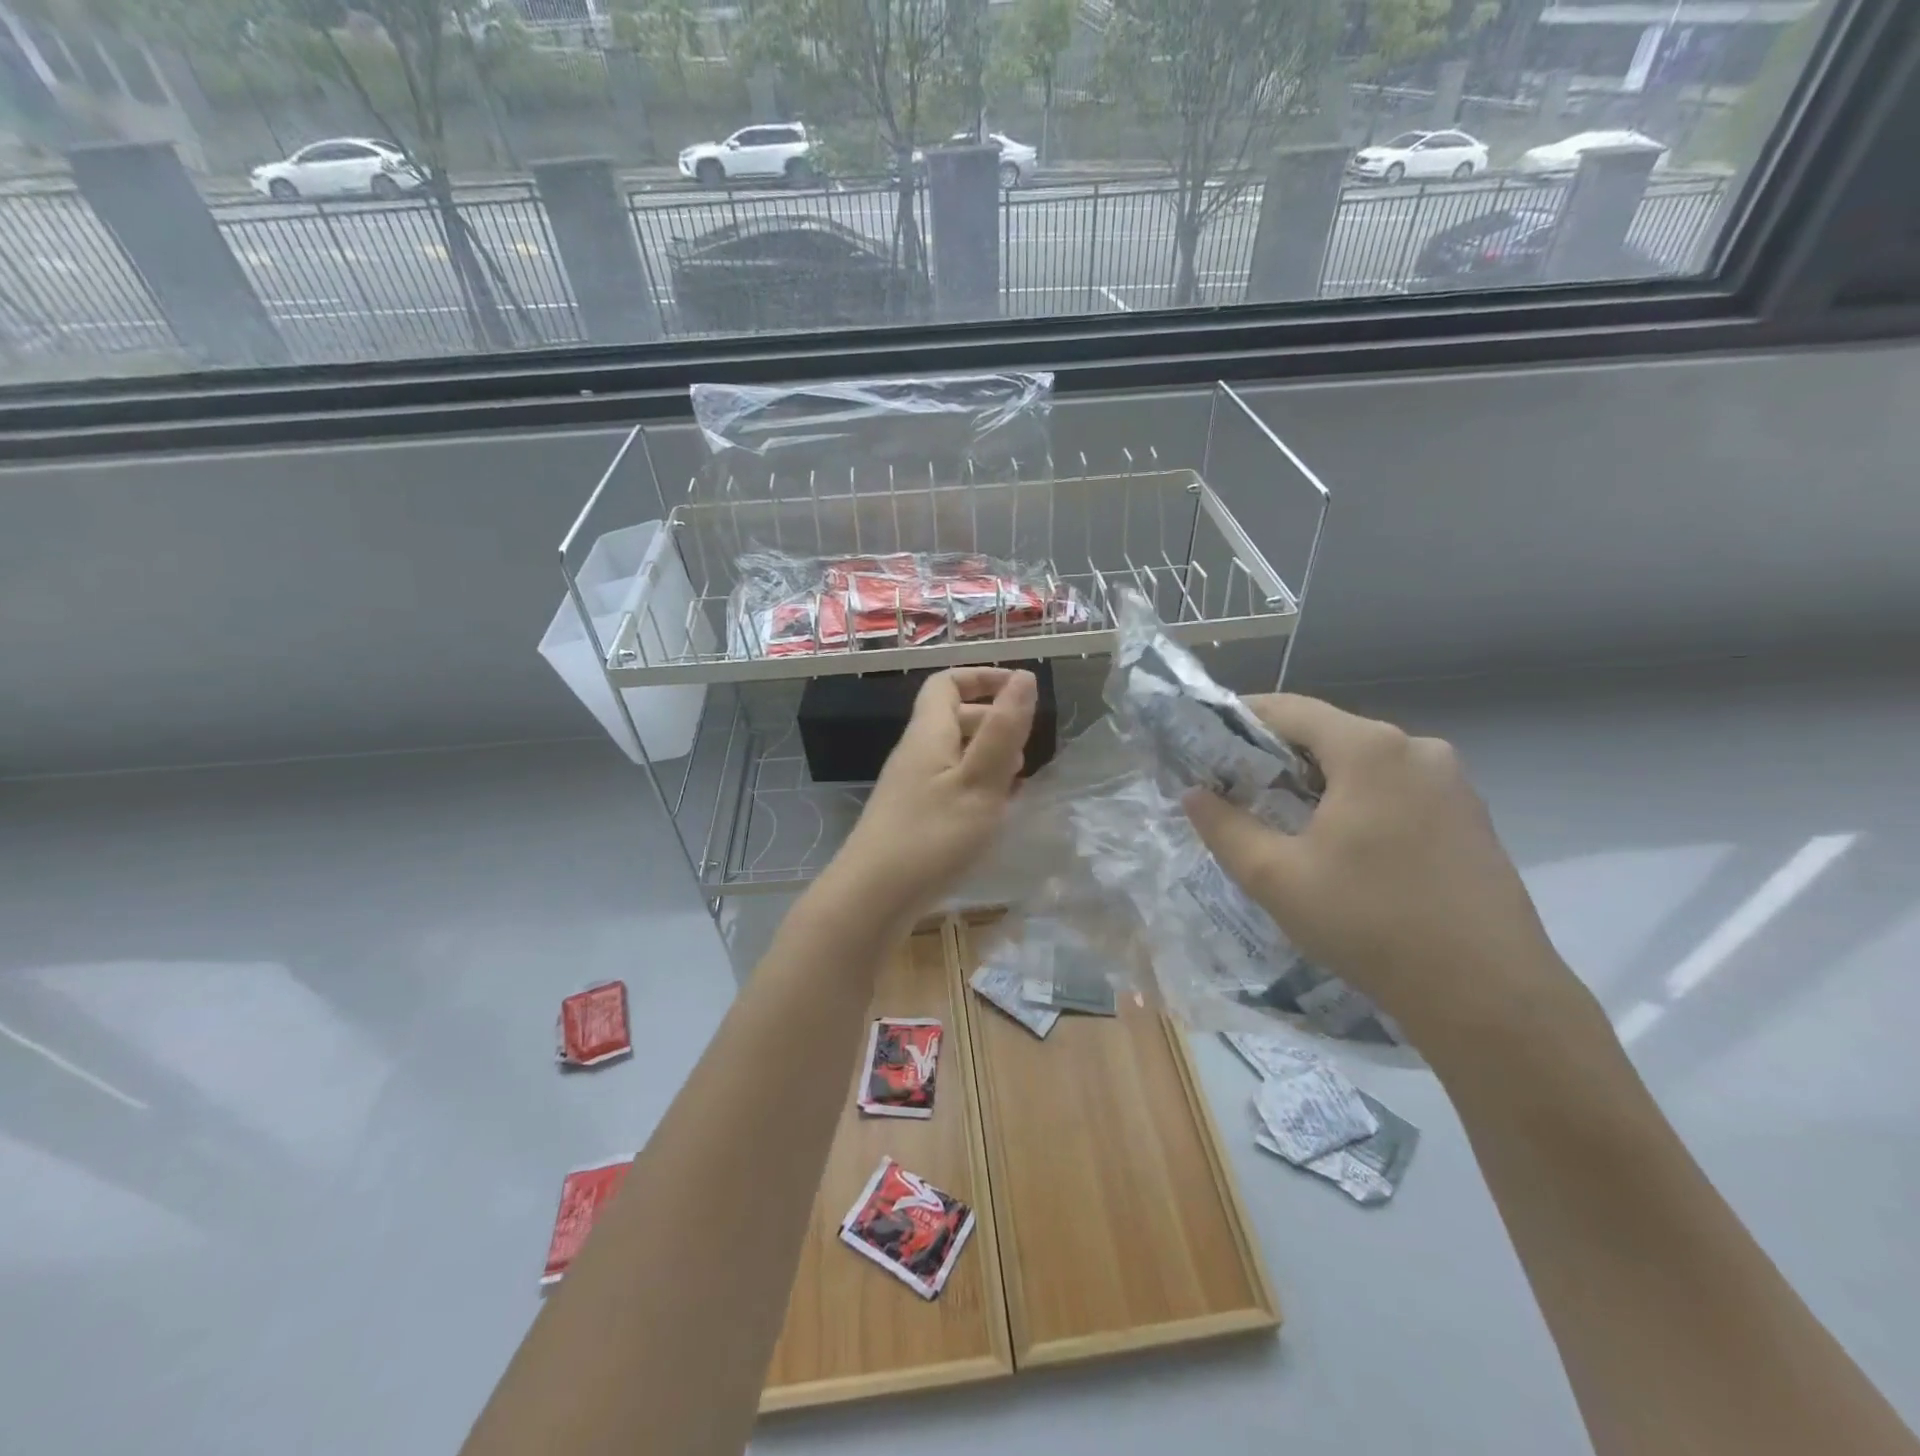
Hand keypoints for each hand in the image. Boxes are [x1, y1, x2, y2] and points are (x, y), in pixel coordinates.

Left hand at [825, 667, 1036, 929]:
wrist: (872, 897)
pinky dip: (976, 786)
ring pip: (954, 754)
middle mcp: (916, 753)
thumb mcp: (979, 781)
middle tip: (1027, 747)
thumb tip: (1024, 677)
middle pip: (953, 718)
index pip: (947, 683)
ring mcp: (910, 786)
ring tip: (1018, 781)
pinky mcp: (912, 816)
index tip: (1020, 689)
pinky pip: (949, 784)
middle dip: (993, 722)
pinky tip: (993, 812)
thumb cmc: (932, 836)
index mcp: (929, 734)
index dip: (982, 678)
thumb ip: (1004, 730)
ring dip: (988, 757)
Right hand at [1182, 694, 1578, 1051]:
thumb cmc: (1369, 924)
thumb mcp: (1276, 877)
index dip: (1240, 720)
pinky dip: (1358, 800)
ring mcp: (1451, 781)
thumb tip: (1194, 794)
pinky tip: (1342, 845)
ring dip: (1318, 781)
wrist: (1488, 996)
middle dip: (1276, 757)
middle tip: (1237, 791)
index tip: (1205, 747)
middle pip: (1327, 733)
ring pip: (1363, 763)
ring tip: (1284, 822)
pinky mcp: (1470, 815)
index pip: (1289, 709)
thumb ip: (1225, 827)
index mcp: (1370, 749)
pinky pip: (1396, 788)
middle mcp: (1416, 749)